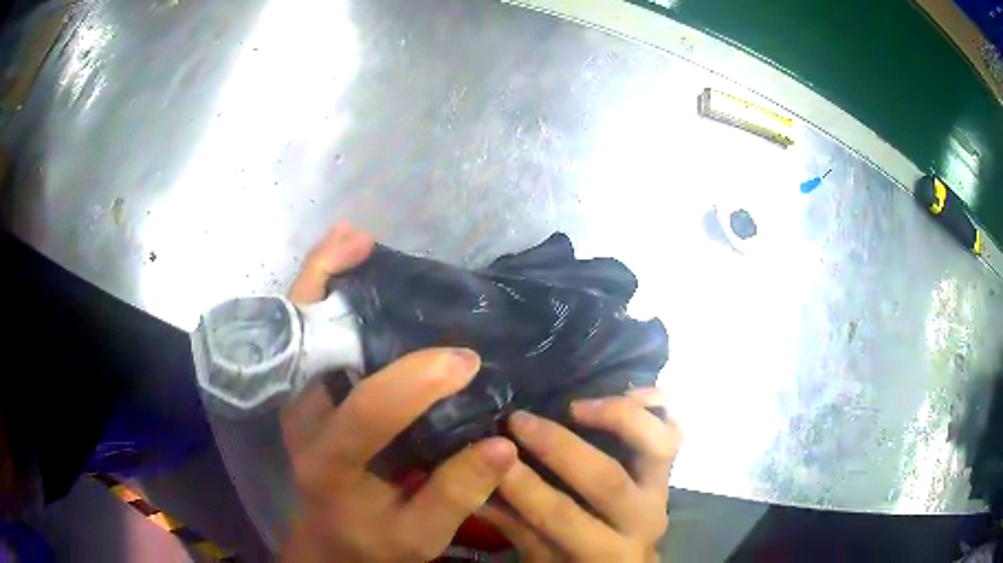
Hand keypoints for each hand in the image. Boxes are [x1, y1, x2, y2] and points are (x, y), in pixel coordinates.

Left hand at [281, 224, 518, 561]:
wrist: (330, 541)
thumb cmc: (373, 541)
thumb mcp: (419, 536)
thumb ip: (456, 494)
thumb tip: (502, 443)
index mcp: (330, 465)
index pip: (367, 413)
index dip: (417, 382)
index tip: (467, 362)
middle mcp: (301, 422)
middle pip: (302, 345)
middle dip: (327, 287)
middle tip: (366, 244)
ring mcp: (297, 402)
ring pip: (297, 328)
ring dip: (322, 279)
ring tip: (356, 241)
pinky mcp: (303, 394)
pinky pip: (305, 334)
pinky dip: (321, 295)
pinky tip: (349, 269)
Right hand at [480, 390, 681, 561]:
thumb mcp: (543, 555)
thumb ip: (513, 523)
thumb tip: (474, 487)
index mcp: (605, 551)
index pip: (564, 517)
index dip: (526, 486)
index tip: (492, 455)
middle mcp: (642, 520)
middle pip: (608, 480)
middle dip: (560, 447)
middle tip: (519, 420)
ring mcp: (661, 490)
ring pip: (657, 446)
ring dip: (617, 418)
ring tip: (575, 404)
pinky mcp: (669, 471)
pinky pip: (675, 431)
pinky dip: (658, 406)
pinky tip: (628, 390)